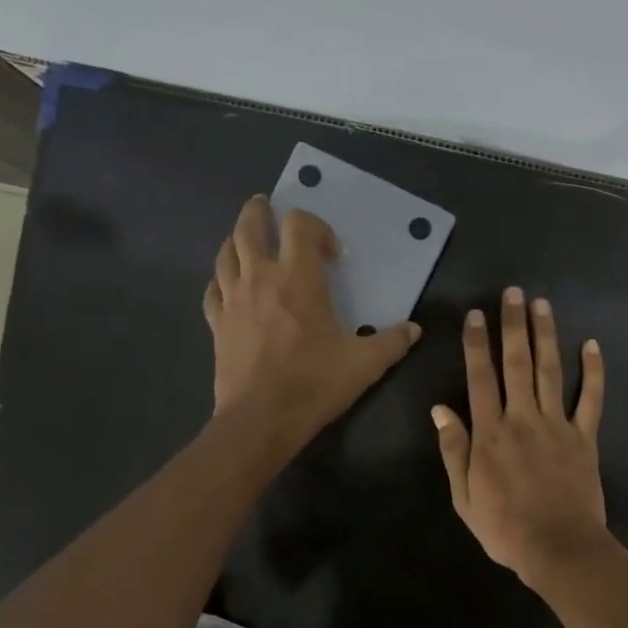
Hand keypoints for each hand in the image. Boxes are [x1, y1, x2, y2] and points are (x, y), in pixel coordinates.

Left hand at [203, 197, 419, 445]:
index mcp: (298, 279)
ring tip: (247, 239)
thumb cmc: (315, 384)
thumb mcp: (365, 364)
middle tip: (268, 208)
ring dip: (236, 238)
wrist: (261, 419)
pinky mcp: (216, 323)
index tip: (332, 254)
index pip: (299, 226)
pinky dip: (222, 278)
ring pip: (226, 252)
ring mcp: (232, 299)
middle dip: (260, 212)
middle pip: (250, 226)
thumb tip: (414, 329)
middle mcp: (260, 278)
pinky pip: (213, 289)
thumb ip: (392, 342)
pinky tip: (229, 285)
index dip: (317, 227)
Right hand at [432, 287, 607, 583]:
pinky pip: (591, 399)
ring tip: (542, 305)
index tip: (477, 315)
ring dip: (546, 336)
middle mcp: (523, 419)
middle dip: (513, 325)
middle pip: (516, 363)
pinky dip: (593, 372)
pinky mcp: (585, 437)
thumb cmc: (505, 528)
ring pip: (550, 371)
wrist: (559, 549)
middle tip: (513, 293)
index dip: (477, 344)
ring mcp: (557, 425)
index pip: (480, 378)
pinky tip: (592, 345)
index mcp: (490, 434)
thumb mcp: (464, 497)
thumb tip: (439, 409)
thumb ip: (454, 450)